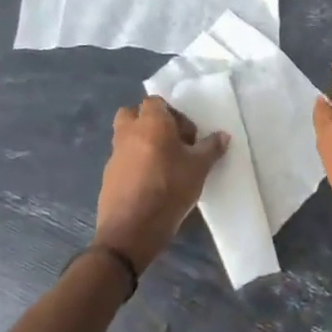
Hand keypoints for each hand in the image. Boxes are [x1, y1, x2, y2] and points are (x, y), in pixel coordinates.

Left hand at [95, 97, 227, 273]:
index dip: (173, 114)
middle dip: (149, 123)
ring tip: (163, 165)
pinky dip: (134, 164)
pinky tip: (150, 184)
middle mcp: (128, 132)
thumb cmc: (169, 188)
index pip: (156, 101)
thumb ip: (211, 148)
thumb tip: (223, 136)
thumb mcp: (199, 168)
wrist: (131, 230)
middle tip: (170, 142)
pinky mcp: (108, 176)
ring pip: (126, 137)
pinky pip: (122, 160)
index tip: (187, 136)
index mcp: (150, 122)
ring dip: (141, 143)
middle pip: (133, 114)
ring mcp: (114, 155)